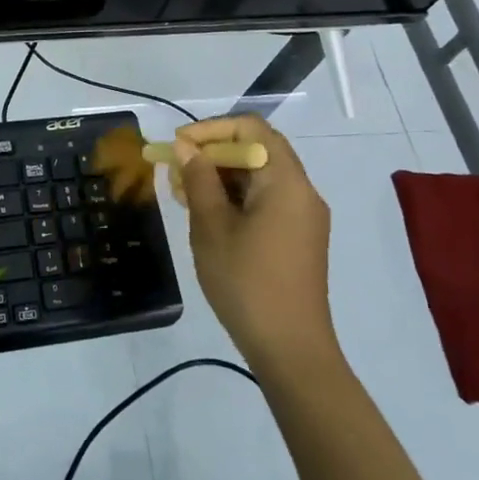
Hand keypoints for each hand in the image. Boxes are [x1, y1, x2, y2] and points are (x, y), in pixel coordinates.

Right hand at [174, 114, 334, 370]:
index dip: (212, 129)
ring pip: (259, 176)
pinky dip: (235, 198)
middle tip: (176, 169)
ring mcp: (302, 216)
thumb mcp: (212, 227)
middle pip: (257, 149)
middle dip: (213, 153)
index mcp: (286, 181)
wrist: (291, 351)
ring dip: (221, 176)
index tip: (179, 145)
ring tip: (183, 193)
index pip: (251, 128)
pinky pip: (265, 200)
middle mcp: (301, 191)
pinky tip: (206, 214)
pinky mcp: (297, 238)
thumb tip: (188, 148)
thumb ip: (199, 180)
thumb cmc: (247, 283)